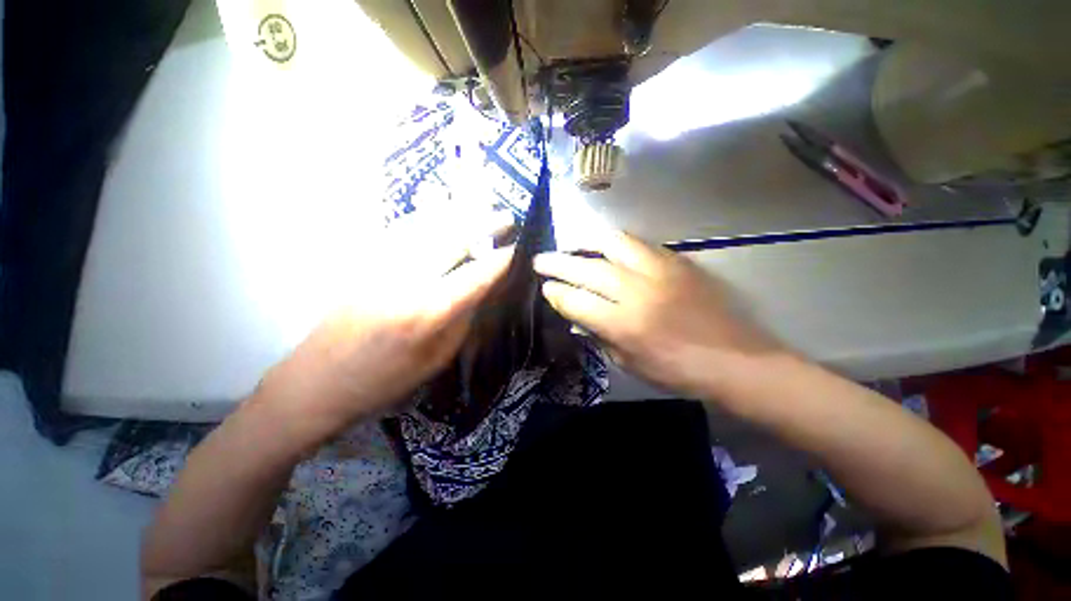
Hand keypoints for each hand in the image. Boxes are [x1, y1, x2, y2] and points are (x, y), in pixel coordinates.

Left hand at [254, 209, 514, 445]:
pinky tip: (444, 213)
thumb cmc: (386, 380)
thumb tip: (483, 288)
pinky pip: (405, 230)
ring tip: (482, 205)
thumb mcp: (438, 358)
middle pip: (453, 238)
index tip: (520, 249)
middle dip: (484, 224)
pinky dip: (431, 218)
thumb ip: (464, 318)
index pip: (476, 275)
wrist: (318, 382)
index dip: (502, 260)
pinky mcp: (364, 262)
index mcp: (428, 312)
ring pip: (428, 226)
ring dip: (460, 214)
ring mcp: (381, 266)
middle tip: (507, 217)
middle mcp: (406, 280)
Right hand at [533, 229, 781, 399]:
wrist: (735, 359)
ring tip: (573, 247)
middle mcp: (638, 292)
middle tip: (540, 260)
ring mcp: (659, 271)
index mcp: (625, 325)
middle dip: (558, 263)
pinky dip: (615, 245)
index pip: (576, 301)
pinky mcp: (677, 262)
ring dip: (585, 244)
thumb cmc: (678, 371)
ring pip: (612, 243)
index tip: (544, 288)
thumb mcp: (628, 363)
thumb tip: (577, 314)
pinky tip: (606, 250)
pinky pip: (638, 244)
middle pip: (587, 269)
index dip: (555, 293)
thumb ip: (599, 335)